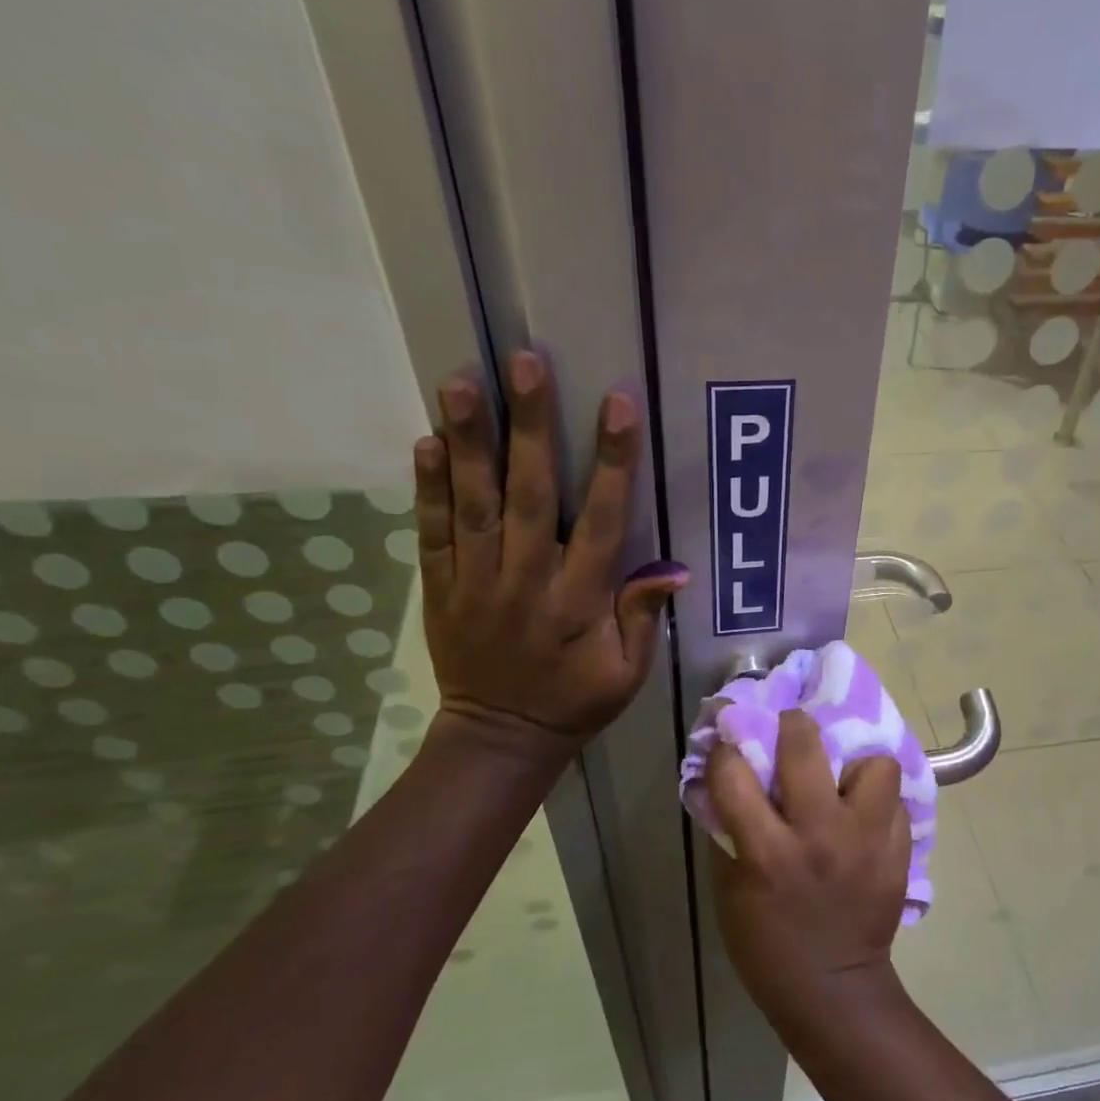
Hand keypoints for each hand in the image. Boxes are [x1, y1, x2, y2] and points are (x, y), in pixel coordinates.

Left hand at [415, 351, 687, 746]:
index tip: (617, 405)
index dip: (612, 462)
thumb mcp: (627, 673)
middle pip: (530, 496)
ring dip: (468, 442)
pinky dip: (428, 489)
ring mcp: (477, 583)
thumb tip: (673, 569)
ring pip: (473, 504)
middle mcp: (527, 582)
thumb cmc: (575, 702)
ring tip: (460, 383)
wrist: (500, 737)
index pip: (601, 522)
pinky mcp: (441, 589)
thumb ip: (642, 618)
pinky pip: (432, 534)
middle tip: (524, 363)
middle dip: (530, 427)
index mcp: (580, 602)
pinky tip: (426, 444)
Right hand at [705, 710, 912, 1028]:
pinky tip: (863, 816)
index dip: (726, 751)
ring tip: (843, 783)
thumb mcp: (730, 889)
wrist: (833, 988)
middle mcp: (820, 835)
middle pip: (806, 744)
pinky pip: (895, 801)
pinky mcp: (898, 851)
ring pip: (874, 764)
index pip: (735, 772)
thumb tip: (725, 779)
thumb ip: (729, 829)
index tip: (730, 746)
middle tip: (790, 732)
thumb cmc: (767, 943)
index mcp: (767, 851)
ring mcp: (866, 841)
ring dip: (855, 766)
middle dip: (791, 725)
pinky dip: (878, 802)